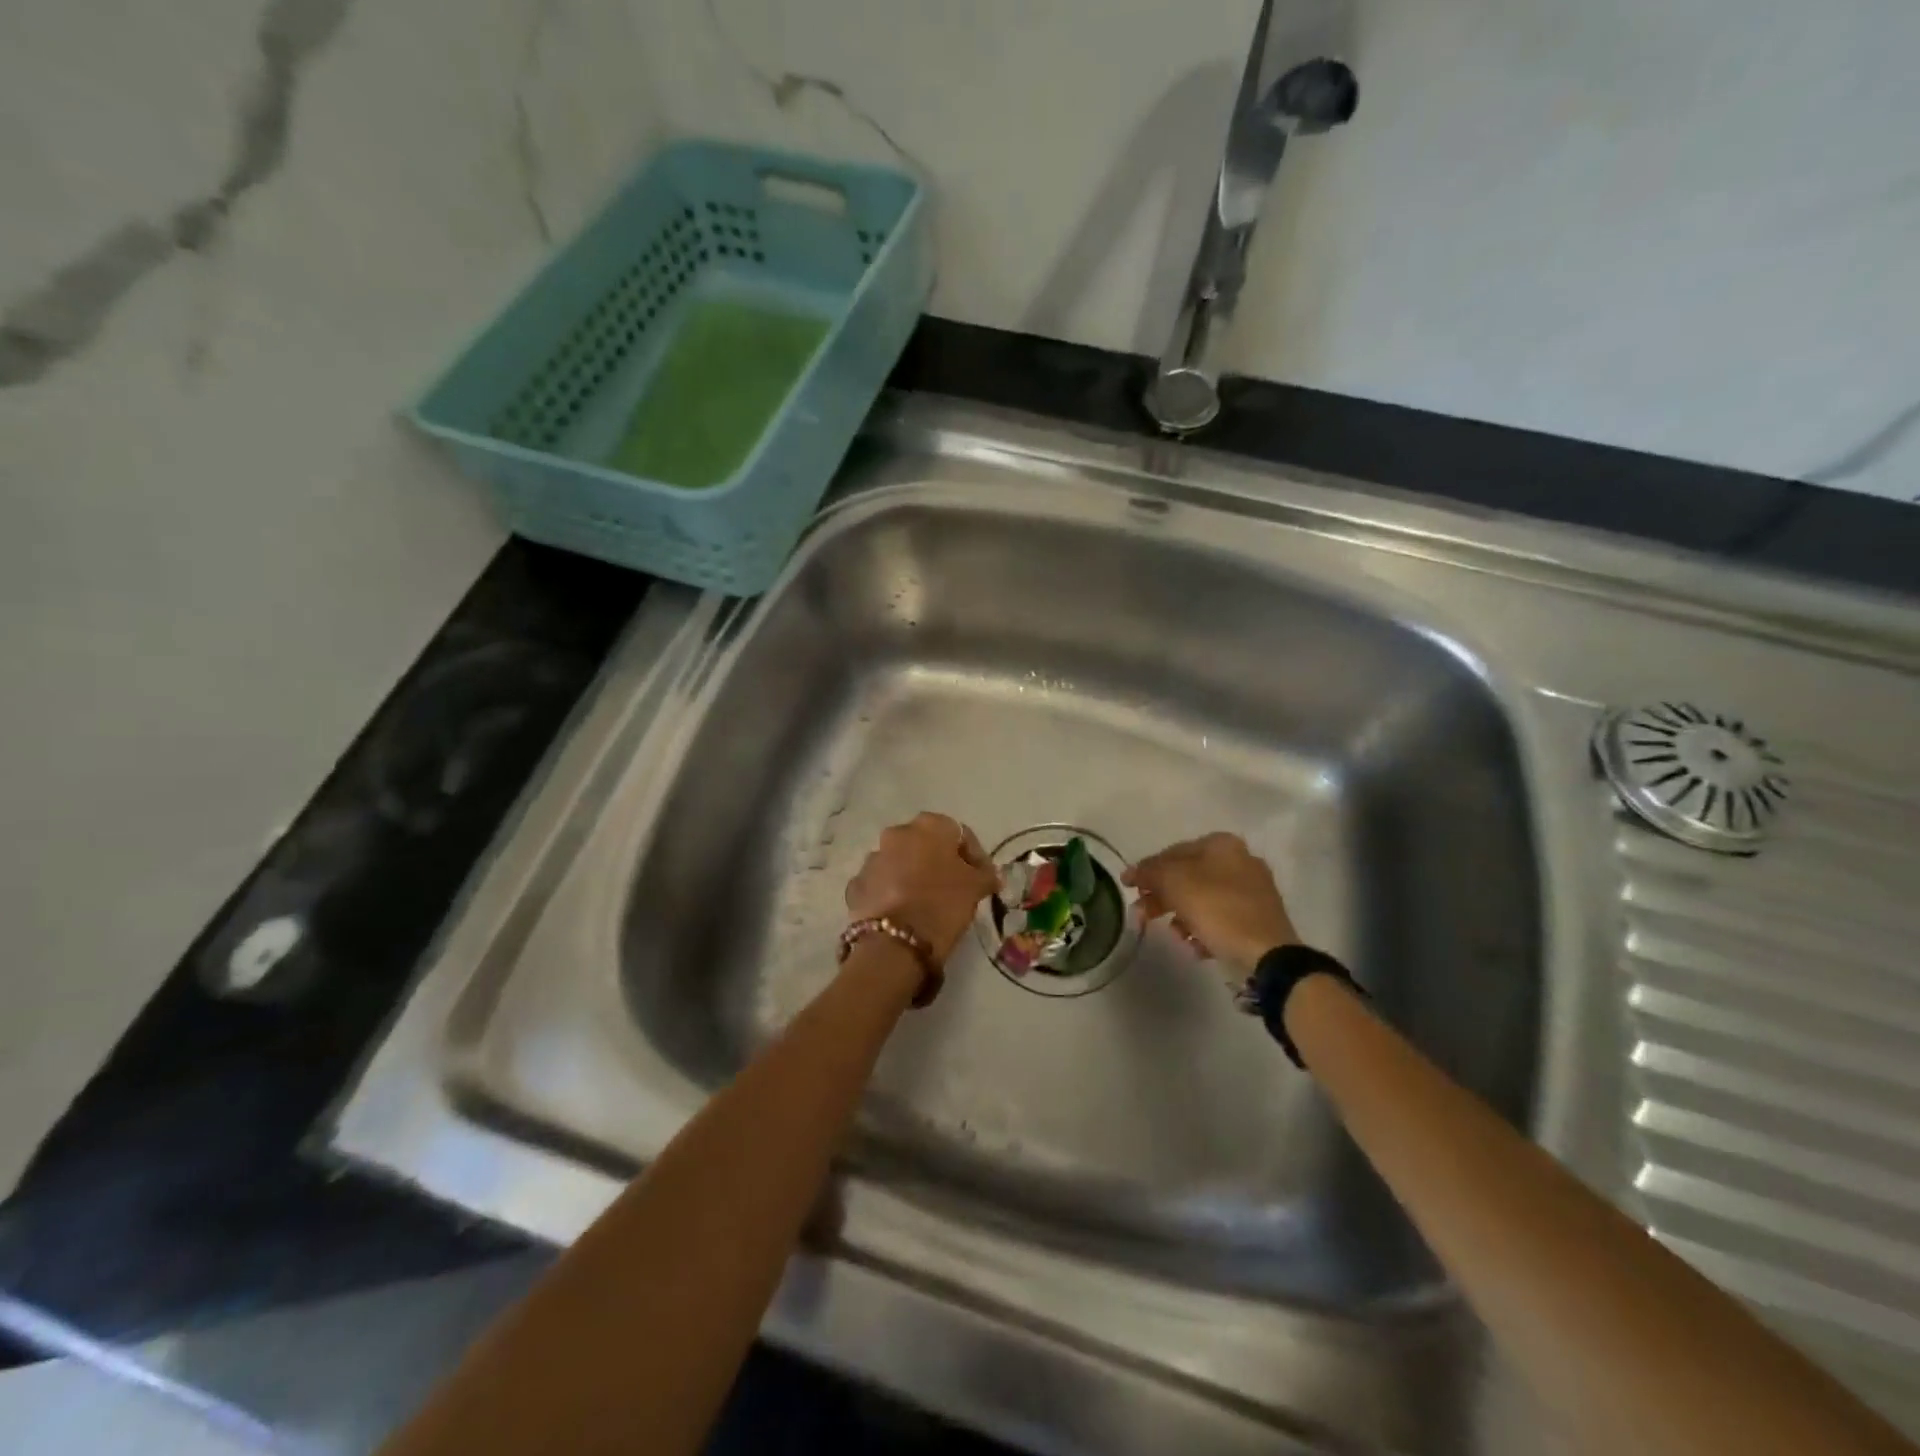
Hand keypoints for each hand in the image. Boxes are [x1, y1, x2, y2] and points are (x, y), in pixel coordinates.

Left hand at [846, 813, 996, 964]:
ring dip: (912, 875)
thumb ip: (985, 874)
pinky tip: (902, 913)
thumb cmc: (943, 904)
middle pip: (925, 844)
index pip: (959, 834)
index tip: (982, 879)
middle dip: (939, 862)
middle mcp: (897, 833)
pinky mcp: (857, 883)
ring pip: (900, 862)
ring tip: (925, 902)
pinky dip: (891, 892)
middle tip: (953, 888)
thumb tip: (990, 874)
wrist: (895, 942)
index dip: (974, 856)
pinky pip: (881, 883)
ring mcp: (873, 857)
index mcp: (929, 825)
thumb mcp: (976, 887)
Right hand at [1123, 832, 1300, 973]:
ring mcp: (1253, 890)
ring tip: (1175, 936)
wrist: (1268, 954)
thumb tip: (1131, 872)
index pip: (1172, 852)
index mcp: (1221, 844)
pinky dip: (1204, 930)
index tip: (1128, 887)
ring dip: (1182, 916)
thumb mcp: (1174, 883)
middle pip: (1188, 876)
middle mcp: (1240, 860)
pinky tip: (1197, 946)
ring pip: (1203, 899)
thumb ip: (1149, 872)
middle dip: (1162, 896)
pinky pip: (1221, 919)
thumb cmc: (1217, 910)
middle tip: (1142, 914)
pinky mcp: (1259, 919)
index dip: (1147, 869)